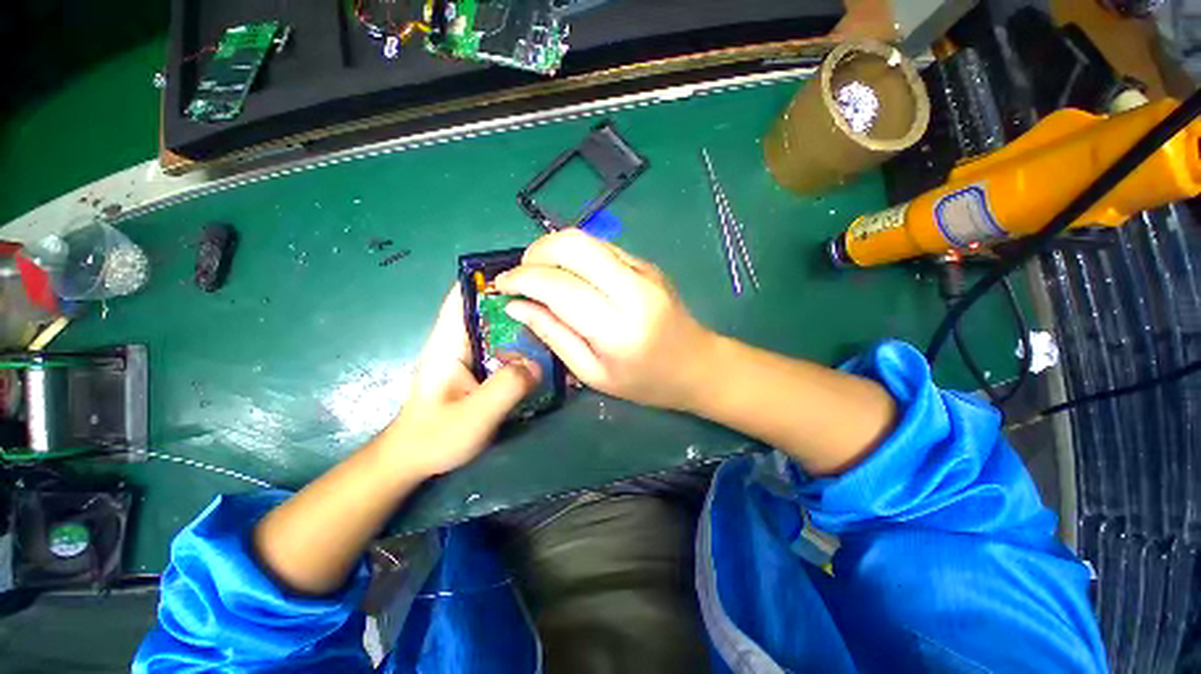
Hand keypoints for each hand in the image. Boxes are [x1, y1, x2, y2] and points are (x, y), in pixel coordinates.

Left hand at [382, 284, 540, 477]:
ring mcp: (471, 356)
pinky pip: (506, 351)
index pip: (463, 296)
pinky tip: (547, 354)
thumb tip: (538, 364)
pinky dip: (525, 348)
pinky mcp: (481, 370)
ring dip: (526, 326)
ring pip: (501, 331)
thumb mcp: (474, 416)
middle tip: (555, 302)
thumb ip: (506, 388)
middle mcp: (459, 342)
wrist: (414, 461)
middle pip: (490, 310)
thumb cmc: (434, 437)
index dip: (489, 279)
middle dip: (519, 302)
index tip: (524, 272)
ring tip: (557, 324)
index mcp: (448, 343)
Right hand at [495, 230, 715, 410]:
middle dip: (536, 252)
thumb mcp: (593, 373)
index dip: (522, 279)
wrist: (698, 365)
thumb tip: (517, 305)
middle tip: (522, 276)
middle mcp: (632, 288)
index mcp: (617, 326)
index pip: (558, 285)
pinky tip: (572, 277)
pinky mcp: (648, 264)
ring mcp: (644, 270)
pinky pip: (602, 248)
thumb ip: (553, 335)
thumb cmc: (645, 382)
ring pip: (587, 239)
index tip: (502, 287)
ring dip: (554, 251)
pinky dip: (577, 256)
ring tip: (542, 277)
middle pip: (573, 244)